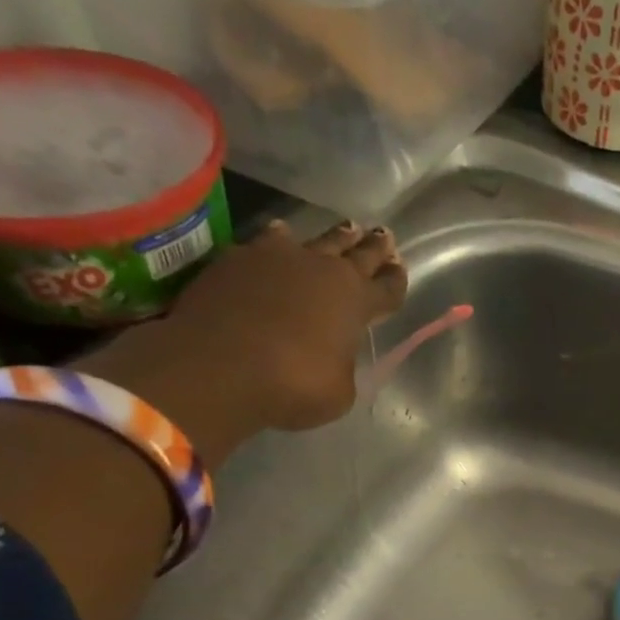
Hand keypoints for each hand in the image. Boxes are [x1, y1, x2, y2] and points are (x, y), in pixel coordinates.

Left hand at [83, 220, 406, 460]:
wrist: (218, 365)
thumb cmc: (293, 385)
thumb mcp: (338, 391)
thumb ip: (343, 367)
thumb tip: (334, 357)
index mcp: (357, 302)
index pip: (387, 288)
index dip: (396, 281)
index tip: (400, 270)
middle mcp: (324, 271)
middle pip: (357, 254)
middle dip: (374, 247)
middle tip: (383, 235)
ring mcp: (279, 258)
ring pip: (316, 240)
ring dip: (334, 237)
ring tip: (344, 229)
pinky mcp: (238, 258)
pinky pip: (268, 242)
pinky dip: (280, 240)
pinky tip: (281, 235)